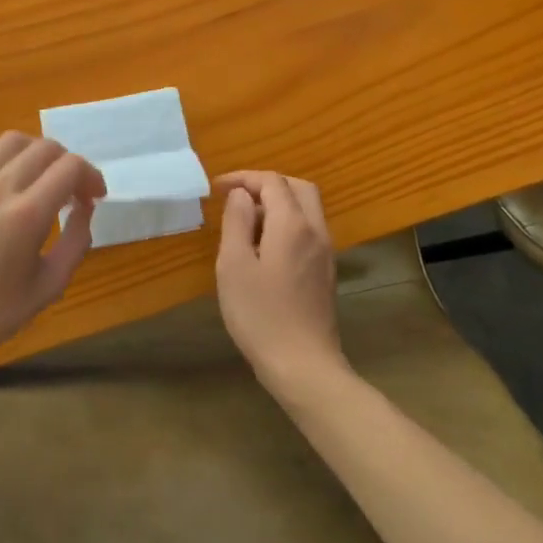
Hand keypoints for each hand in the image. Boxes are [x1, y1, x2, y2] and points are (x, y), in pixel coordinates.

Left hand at [0, 132, 104, 381]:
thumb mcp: (50, 285)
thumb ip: (76, 242)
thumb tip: (85, 209)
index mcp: (27, 215)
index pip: (70, 167)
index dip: (91, 176)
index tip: (94, 198)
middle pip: (45, 147)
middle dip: (69, 164)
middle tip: (73, 193)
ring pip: (13, 141)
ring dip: (37, 154)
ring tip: (42, 181)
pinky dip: (6, 164)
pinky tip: (8, 191)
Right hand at [214, 171, 347, 398]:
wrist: (303, 365)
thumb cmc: (260, 314)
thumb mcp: (234, 265)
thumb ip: (237, 222)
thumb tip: (241, 195)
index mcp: (292, 224)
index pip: (272, 182)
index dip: (244, 178)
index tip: (217, 188)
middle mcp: (315, 231)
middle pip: (298, 188)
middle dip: (267, 184)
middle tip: (237, 197)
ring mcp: (325, 253)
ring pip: (307, 210)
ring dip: (279, 204)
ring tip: (246, 223)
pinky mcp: (325, 273)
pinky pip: (309, 231)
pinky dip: (287, 224)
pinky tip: (265, 248)